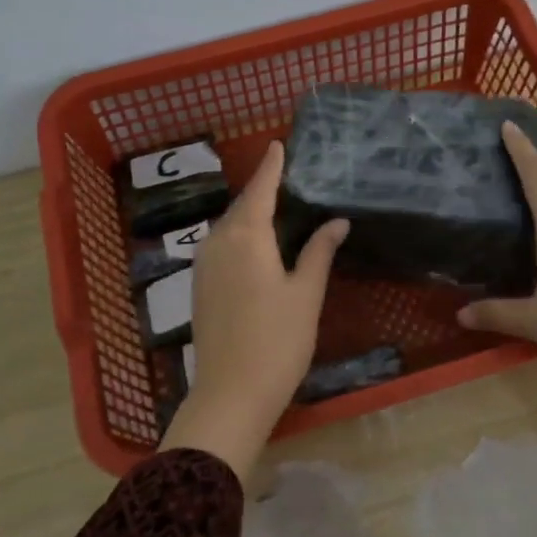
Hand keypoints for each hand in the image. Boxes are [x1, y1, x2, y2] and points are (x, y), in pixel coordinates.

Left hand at [162, 140, 347, 488]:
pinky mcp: (199, 286)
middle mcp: (218, 242)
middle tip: (286, 175)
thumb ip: (319, 252)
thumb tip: (336, 221)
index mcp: (246, 237)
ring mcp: (203, 265)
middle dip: (262, 189)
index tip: (277, 144)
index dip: (271, 166)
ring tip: (276, 206)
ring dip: (250, 213)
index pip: (261, 189)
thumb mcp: (305, 294)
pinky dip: (240, 235)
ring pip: (229, 227)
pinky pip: (221, 246)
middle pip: (242, 206)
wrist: (230, 393)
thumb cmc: (277, 340)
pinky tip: (256, 244)